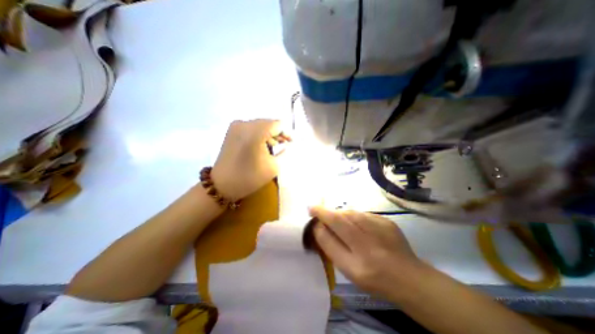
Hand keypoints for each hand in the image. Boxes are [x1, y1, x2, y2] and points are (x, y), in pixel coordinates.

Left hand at [212, 119, 290, 201]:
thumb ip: (284, 152)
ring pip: (260, 125)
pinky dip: (259, 135)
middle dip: (278, 133)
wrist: (222, 185)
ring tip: (276, 146)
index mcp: (255, 132)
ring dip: (269, 134)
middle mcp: (245, 124)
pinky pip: (251, 128)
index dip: (287, 133)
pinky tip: (263, 144)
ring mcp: (236, 126)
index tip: (292, 143)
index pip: (277, 124)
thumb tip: (288, 144)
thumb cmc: (250, 177)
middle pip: (268, 123)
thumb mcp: (274, 166)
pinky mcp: (232, 131)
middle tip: (285, 144)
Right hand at [309, 207, 419, 296]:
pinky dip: (355, 218)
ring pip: (352, 213)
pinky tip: (359, 227)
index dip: (321, 215)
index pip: (333, 230)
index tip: (311, 208)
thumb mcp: (347, 268)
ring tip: (341, 224)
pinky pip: (363, 214)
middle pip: (342, 217)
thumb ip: (330, 246)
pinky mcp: (387, 221)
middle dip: (328, 212)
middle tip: (321, 213)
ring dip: (342, 215)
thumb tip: (319, 225)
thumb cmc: (373, 278)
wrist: (408, 277)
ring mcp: (380, 227)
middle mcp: (369, 241)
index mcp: (357, 260)